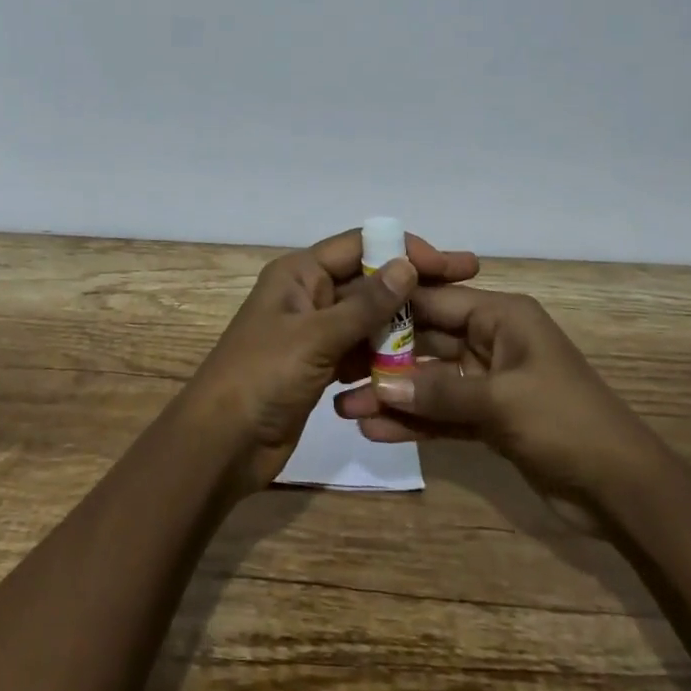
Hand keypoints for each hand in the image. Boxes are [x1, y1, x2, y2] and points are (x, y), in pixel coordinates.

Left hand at [183, 229, 479, 493]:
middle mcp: (309, 295)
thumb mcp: (315, 336)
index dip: (403, 249)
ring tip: (454, 328)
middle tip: (468, 283)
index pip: (359, 246)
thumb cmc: (262, 376)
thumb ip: (364, 304)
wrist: (222, 444)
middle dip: (414, 284)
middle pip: (369, 280)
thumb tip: (407, 266)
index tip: (448, 264)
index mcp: (299, 273)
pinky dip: (386, 356)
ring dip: (404, 322)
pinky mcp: (320, 367)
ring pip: (368, 318)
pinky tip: (422, 363)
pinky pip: (361, 352)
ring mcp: (315, 332)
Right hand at [333, 285, 655, 494]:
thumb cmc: (566, 422)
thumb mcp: (500, 400)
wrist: (625, 491)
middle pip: (427, 341)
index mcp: (501, 317)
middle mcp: (491, 341)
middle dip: (384, 358)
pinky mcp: (489, 419)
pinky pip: (442, 414)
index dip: (392, 305)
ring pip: (430, 381)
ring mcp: (489, 382)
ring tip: (346, 408)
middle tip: (337, 369)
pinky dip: (414, 422)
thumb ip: (438, 392)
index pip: (436, 300)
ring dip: (393, 395)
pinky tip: (376, 432)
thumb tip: (379, 385)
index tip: (346, 311)